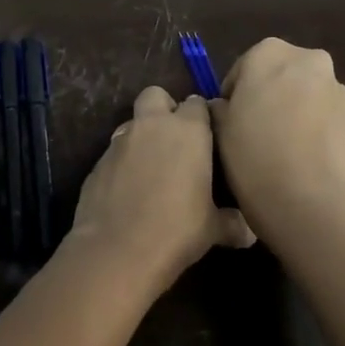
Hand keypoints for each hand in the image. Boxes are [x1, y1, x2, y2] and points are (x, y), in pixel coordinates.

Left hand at [69, 87, 254, 292]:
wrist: (118, 249)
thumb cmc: (177, 230)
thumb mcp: (213, 229)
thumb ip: (232, 223)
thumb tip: (248, 233)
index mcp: (187, 130)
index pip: (197, 103)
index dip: (202, 118)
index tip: (209, 138)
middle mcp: (151, 126)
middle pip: (155, 95)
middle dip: (164, 109)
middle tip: (175, 140)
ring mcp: (118, 142)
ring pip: (131, 124)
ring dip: (141, 137)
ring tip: (151, 169)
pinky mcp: (96, 163)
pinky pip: (113, 153)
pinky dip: (122, 163)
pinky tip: (128, 191)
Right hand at [212, 38, 344, 225]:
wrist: (305, 197)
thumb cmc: (251, 153)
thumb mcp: (217, 127)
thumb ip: (219, 107)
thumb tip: (225, 107)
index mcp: (269, 53)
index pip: (244, 67)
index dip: (234, 94)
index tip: (229, 119)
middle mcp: (309, 60)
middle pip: (283, 74)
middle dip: (271, 95)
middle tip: (256, 129)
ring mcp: (339, 90)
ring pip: (309, 95)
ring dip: (296, 111)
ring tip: (283, 148)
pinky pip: (328, 120)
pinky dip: (316, 131)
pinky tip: (304, 159)